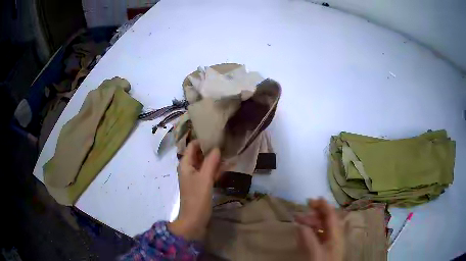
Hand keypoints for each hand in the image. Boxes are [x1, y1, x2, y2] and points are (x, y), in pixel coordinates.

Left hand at [168, 140, 220, 240]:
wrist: (194, 220)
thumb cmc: (197, 198)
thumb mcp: (205, 178)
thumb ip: (211, 162)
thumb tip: (217, 147)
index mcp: (185, 164)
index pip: (192, 146)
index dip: (203, 139)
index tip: (217, 134)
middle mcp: (189, 168)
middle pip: (199, 154)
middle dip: (211, 149)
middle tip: (226, 142)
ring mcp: (195, 177)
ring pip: (205, 163)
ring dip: (216, 159)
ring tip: (230, 151)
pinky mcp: (201, 184)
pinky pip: (209, 173)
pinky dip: (216, 169)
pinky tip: (228, 166)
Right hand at [295, 198, 344, 260]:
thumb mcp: (315, 253)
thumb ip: (308, 239)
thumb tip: (300, 225)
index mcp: (336, 234)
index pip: (331, 215)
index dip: (324, 206)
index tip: (314, 199)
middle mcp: (335, 234)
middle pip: (326, 219)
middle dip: (314, 214)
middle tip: (300, 213)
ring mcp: (330, 240)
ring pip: (322, 226)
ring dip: (310, 222)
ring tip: (298, 222)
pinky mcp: (325, 245)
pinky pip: (319, 234)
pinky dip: (311, 231)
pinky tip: (303, 231)